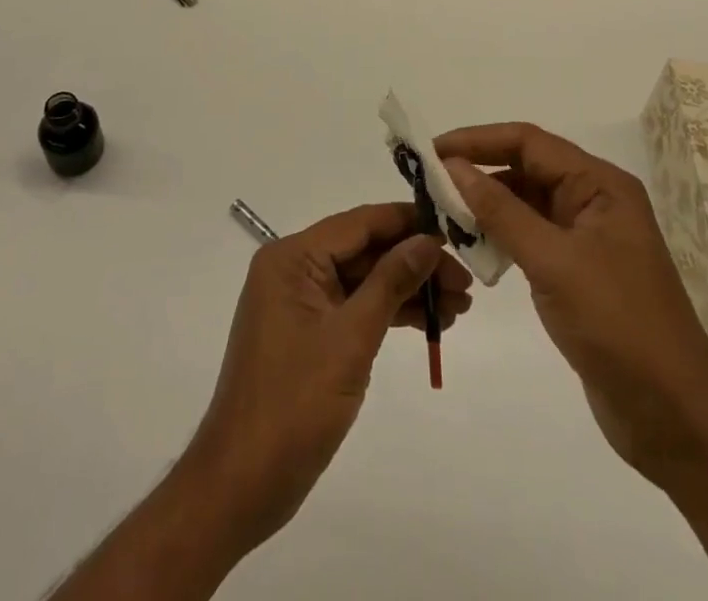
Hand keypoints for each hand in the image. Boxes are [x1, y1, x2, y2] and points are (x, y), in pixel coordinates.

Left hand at [181, 203, 472, 552]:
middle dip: (415, 263)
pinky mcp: (309, 334)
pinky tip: (429, 324)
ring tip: (459, 307)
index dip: (407, 222)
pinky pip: (354, 308)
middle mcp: (294, 269)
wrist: (242, 484)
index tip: (453, 228)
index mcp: (292, 257)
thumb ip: (391, 282)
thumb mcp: (351, 339)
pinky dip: (389, 314)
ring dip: (408, 290)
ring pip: (364, 281)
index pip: (359, 223)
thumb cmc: (294, 404)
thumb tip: (427, 239)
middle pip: (364, 251)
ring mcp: (300, 302)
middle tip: (465, 283)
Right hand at [436, 123, 707, 488]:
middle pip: (525, 169)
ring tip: (439, 215)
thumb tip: (453, 166)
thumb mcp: (554, 262)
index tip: (431, 151)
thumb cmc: (618, 326)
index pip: (528, 142)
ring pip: (524, 204)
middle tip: (427, 184)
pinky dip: (499, 238)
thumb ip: (501, 211)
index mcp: (599, 185)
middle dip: (477, 172)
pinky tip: (471, 249)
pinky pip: (529, 238)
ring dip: (485, 207)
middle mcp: (593, 201)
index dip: (477, 140)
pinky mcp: (576, 273)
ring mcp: (585, 239)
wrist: (675, 419)